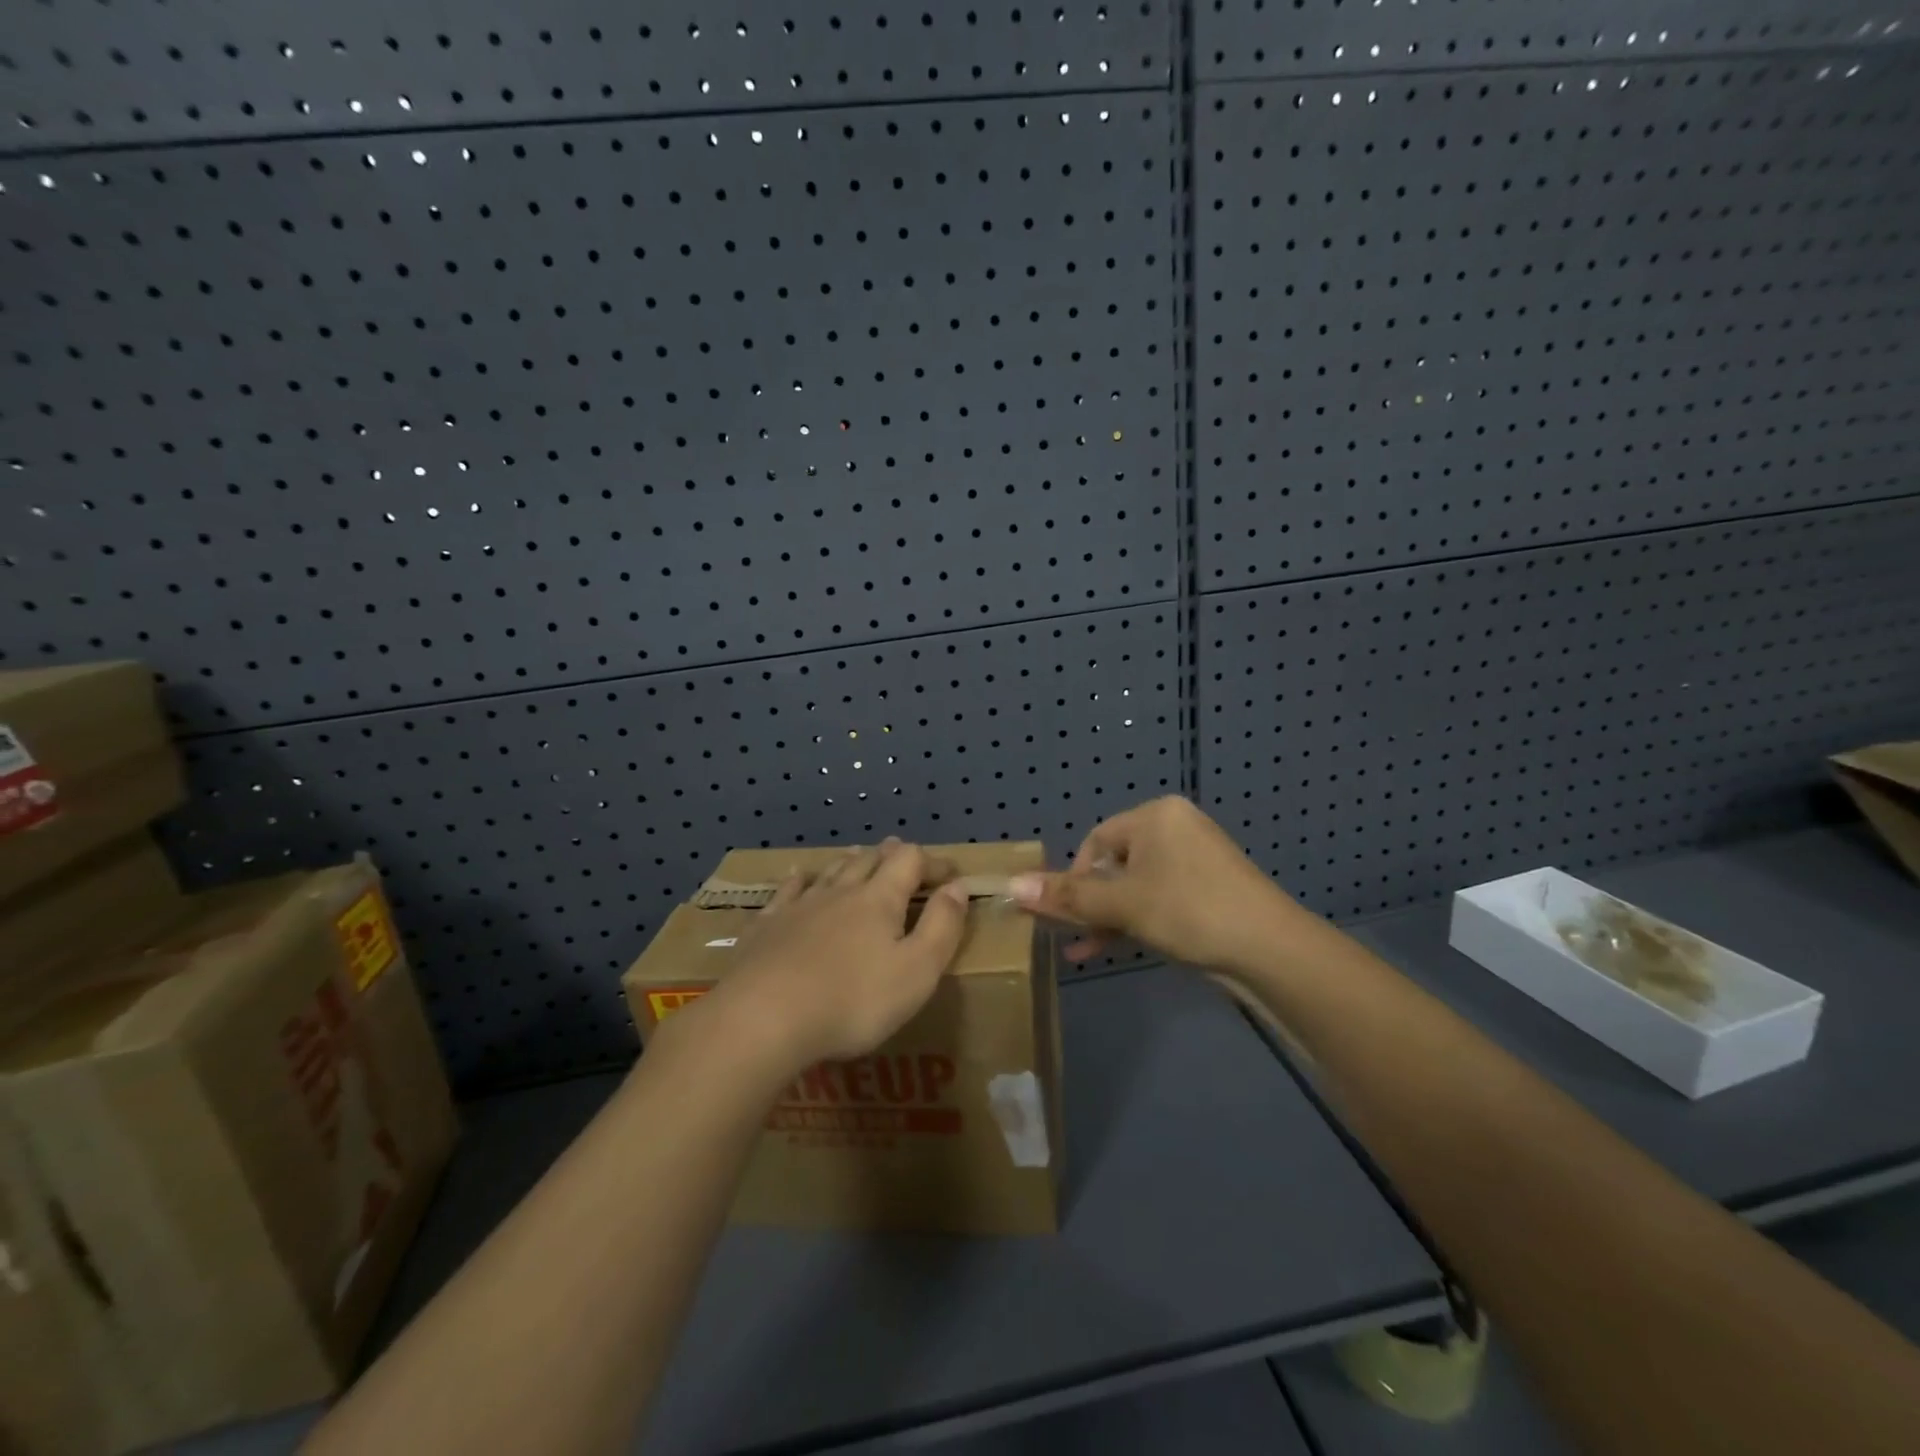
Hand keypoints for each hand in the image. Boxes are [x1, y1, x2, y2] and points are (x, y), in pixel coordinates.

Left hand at [695, 838, 970, 1074]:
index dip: (933, 861)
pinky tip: (797, 877)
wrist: (763, 1018)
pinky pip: (787, 891)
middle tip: (904, 857)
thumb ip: (942, 926)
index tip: (950, 874)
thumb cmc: (853, 1000)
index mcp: (879, 899)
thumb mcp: (917, 971)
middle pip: (869, 859)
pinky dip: (800, 879)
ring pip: (830, 870)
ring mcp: (799, 905)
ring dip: (850, 861)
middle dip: (891, 856)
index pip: (911, 861)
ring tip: (859, 856)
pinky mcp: (766, 925)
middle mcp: (840, 891)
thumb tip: (957, 886)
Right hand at [1008, 796, 1302, 975]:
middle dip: (1089, 902)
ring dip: (1108, 917)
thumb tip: (1012, 885)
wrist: (1270, 949)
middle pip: (1113, 864)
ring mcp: (1194, 859)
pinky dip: (1136, 920)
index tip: (1067, 914)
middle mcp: (1174, 828)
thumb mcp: (1122, 904)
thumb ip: (1067, 896)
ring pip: (1134, 886)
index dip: (1074, 878)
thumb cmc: (1189, 911)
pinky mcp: (1207, 889)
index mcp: (1155, 816)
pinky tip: (1116, 947)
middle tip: (1071, 935)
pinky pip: (1158, 897)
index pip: (1095, 842)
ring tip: (1087, 950)